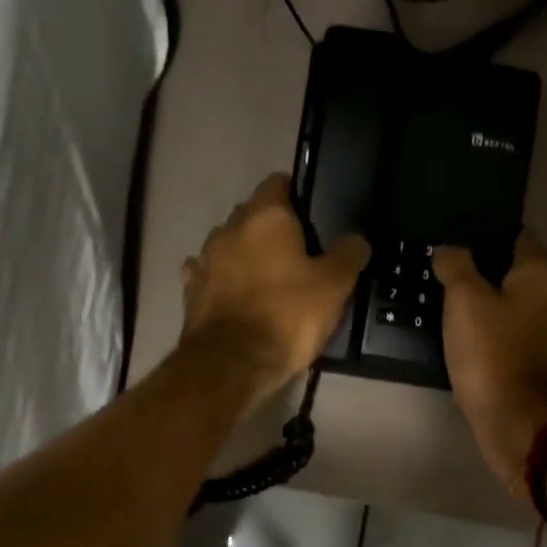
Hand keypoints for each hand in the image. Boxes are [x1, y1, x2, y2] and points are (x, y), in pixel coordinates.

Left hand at [182, 174, 369, 404]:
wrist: (231, 363)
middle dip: (271, 226)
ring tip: (267, 277)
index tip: (312, 214)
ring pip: (229, 243)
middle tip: (298, 251)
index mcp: (266, 217)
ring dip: (245, 253)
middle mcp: (230, 228)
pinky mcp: (191, 290)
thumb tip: (356, 239)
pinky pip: (210, 274)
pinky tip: (235, 293)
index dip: (296, 194)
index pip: (278, 182)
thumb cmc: (288, 316)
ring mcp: (205, 258)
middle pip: (252, 213)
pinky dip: (223, 279)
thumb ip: (348, 255)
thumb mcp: (333, 286)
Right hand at [434, 231, 546, 490]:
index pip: (510, 231)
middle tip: (434, 262)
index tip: (445, 232)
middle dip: (474, 263)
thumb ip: (456, 265)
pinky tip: (453, 324)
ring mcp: (545, 324)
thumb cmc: (493, 354)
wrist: (518, 421)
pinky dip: (482, 322)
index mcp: (541, 270)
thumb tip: (448, 249)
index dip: (477, 230)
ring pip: (504, 295)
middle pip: (507, 264)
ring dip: (476, 294)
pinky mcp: (532, 352)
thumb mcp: (465, 300)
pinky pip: (502, 324)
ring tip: (437, 290)